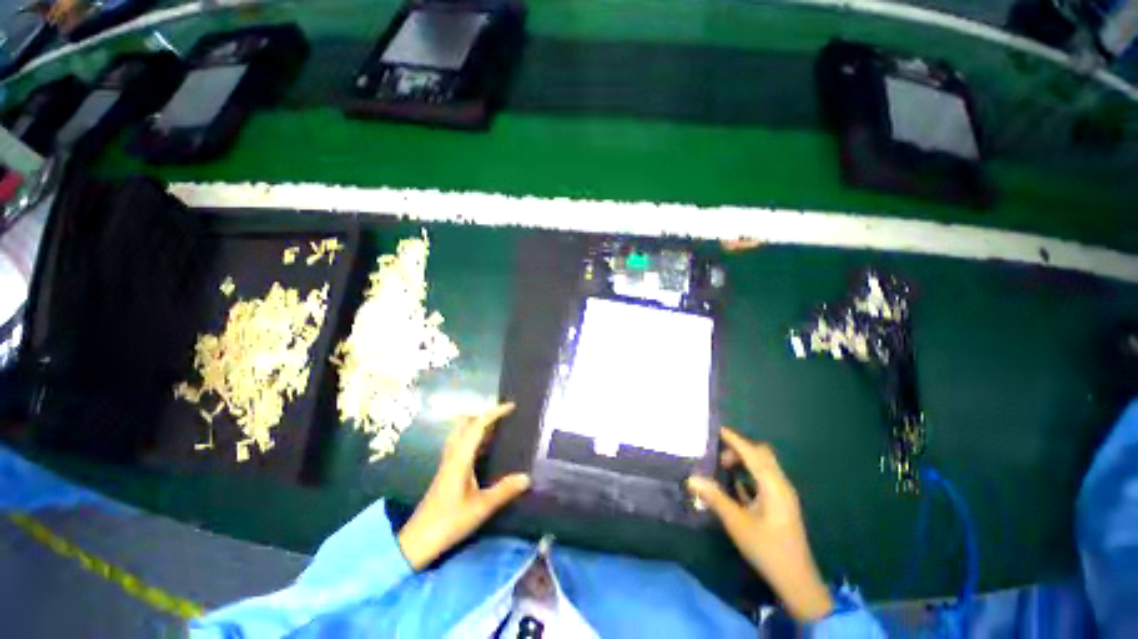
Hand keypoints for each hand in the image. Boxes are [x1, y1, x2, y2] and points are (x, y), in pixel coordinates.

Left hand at [397, 402, 530, 570]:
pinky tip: (485, 451)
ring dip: (477, 426)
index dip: (494, 413)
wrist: (417, 541)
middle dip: (483, 415)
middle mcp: (452, 455)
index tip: (511, 406)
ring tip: (497, 430)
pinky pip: (460, 445)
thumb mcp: (481, 508)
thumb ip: (504, 491)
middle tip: (502, 418)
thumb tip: (527, 476)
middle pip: (464, 424)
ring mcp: (447, 463)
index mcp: (460, 458)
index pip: (477, 426)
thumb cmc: (449, 522)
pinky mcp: (446, 472)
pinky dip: (473, 439)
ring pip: (460, 433)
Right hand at [686, 428, 833, 621]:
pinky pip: (764, 479)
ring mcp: (783, 494)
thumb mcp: (737, 523)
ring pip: (764, 466)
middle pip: (761, 454)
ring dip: (744, 461)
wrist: (796, 580)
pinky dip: (750, 474)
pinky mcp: (781, 504)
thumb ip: (715, 498)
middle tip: (718, 457)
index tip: (716, 429)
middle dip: (739, 449)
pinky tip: (735, 484)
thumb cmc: (767, 548)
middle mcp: (780, 484)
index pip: (752, 453)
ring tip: (723, 468)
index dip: (734, 439)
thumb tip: (692, 478)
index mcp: (773, 485)